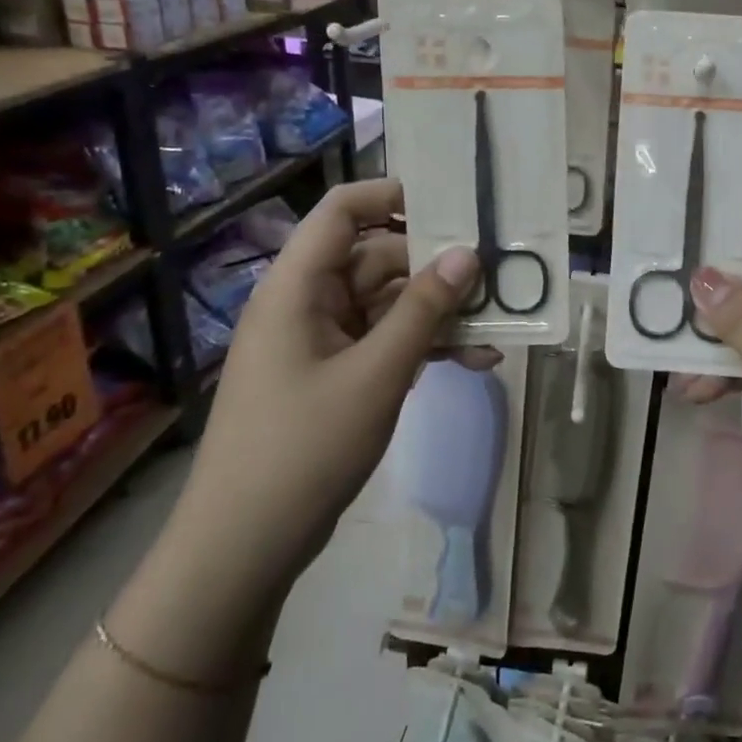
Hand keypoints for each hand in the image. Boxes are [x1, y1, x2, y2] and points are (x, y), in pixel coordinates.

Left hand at [169, 179, 490, 601]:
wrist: (244, 546)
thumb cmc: (303, 448)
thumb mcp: (376, 374)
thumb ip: (424, 310)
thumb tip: (469, 254)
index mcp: (297, 287)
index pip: (342, 211)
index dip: (392, 195)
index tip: (452, 204)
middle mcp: (307, 303)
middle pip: (376, 258)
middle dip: (436, 267)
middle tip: (497, 275)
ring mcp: (322, 341)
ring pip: (389, 304)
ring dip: (439, 315)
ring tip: (497, 327)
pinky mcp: (335, 375)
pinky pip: (386, 343)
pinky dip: (425, 348)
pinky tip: (475, 363)